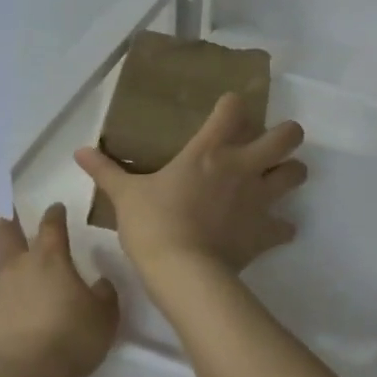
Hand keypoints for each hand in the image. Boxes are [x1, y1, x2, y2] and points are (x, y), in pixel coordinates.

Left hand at [0, 204, 118, 376]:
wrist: (24, 371)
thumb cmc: (70, 339)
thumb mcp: (105, 317)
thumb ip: (104, 296)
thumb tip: (101, 282)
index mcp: (50, 259)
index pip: (54, 226)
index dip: (55, 214)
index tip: (56, 206)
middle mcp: (15, 267)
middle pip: (9, 234)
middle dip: (8, 217)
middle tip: (3, 204)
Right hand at [76, 93, 306, 277]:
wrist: (182, 271)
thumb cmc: (152, 224)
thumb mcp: (125, 196)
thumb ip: (106, 171)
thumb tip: (78, 152)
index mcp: (209, 151)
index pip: (233, 109)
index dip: (233, 105)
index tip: (227, 110)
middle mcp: (242, 167)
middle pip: (287, 136)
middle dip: (286, 135)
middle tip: (270, 144)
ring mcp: (259, 199)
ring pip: (297, 174)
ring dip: (290, 174)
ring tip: (275, 181)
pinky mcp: (266, 232)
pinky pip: (286, 227)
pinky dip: (281, 227)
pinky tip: (270, 230)